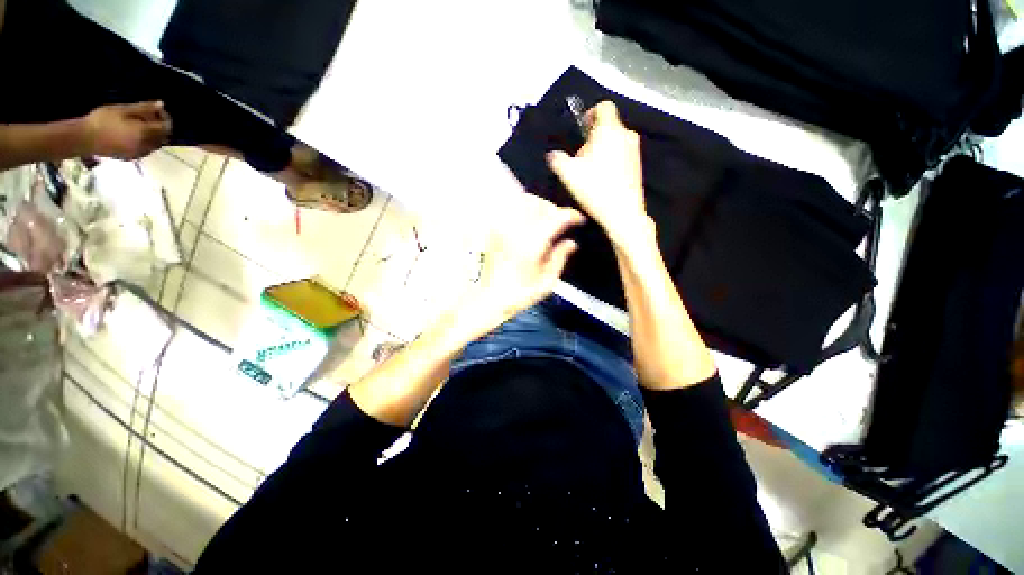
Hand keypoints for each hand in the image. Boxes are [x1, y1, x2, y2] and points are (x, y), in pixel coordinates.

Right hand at [81, 101, 172, 159]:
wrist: (84, 139)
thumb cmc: (102, 120)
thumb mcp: (123, 109)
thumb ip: (144, 108)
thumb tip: (161, 104)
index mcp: (144, 133)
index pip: (166, 127)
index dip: (165, 118)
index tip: (157, 110)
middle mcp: (145, 145)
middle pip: (162, 137)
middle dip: (160, 126)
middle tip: (149, 116)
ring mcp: (139, 154)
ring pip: (155, 145)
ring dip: (154, 135)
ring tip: (141, 124)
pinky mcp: (131, 158)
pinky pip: (146, 150)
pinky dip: (146, 142)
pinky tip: (135, 135)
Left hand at [462, 192, 583, 336]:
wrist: (489, 299)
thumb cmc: (519, 295)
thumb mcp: (547, 282)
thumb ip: (560, 258)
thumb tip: (571, 243)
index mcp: (533, 244)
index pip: (557, 217)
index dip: (572, 215)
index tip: (578, 220)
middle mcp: (516, 230)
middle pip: (539, 204)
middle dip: (554, 209)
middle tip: (561, 220)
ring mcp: (502, 228)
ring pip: (522, 201)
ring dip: (537, 205)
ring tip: (544, 216)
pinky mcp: (492, 230)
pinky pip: (506, 208)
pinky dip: (519, 206)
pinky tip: (525, 216)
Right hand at [546, 101, 649, 246]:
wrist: (623, 212)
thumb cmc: (594, 189)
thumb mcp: (568, 174)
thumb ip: (557, 159)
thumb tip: (553, 155)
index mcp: (609, 130)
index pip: (603, 106)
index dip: (590, 114)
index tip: (581, 131)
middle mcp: (626, 134)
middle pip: (608, 126)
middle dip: (593, 137)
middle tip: (581, 157)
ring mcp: (635, 150)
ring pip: (615, 141)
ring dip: (602, 150)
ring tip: (591, 171)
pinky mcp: (638, 165)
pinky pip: (622, 154)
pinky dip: (612, 160)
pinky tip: (603, 180)